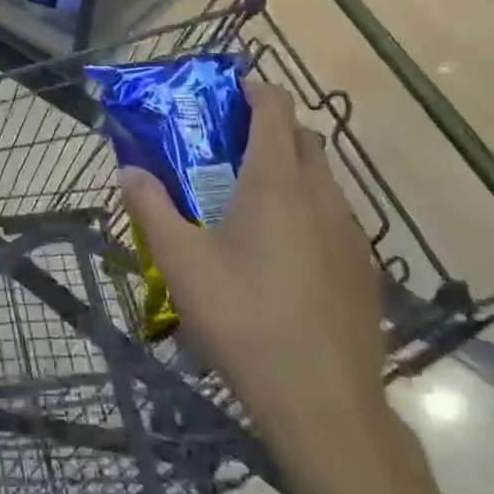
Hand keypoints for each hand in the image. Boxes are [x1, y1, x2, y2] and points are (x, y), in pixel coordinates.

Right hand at [119, 81, 386, 471]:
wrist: (325, 405)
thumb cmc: (245, 319)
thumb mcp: (181, 262)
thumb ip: (151, 207)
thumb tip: (128, 171)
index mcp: (275, 181)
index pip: (275, 108)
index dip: (254, 88)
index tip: (229, 89)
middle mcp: (320, 195)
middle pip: (303, 137)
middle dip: (271, 127)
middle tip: (230, 144)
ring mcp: (350, 233)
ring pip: (324, 177)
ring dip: (292, 168)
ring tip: (253, 198)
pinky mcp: (365, 269)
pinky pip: (335, 216)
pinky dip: (309, 208)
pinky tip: (285, 252)